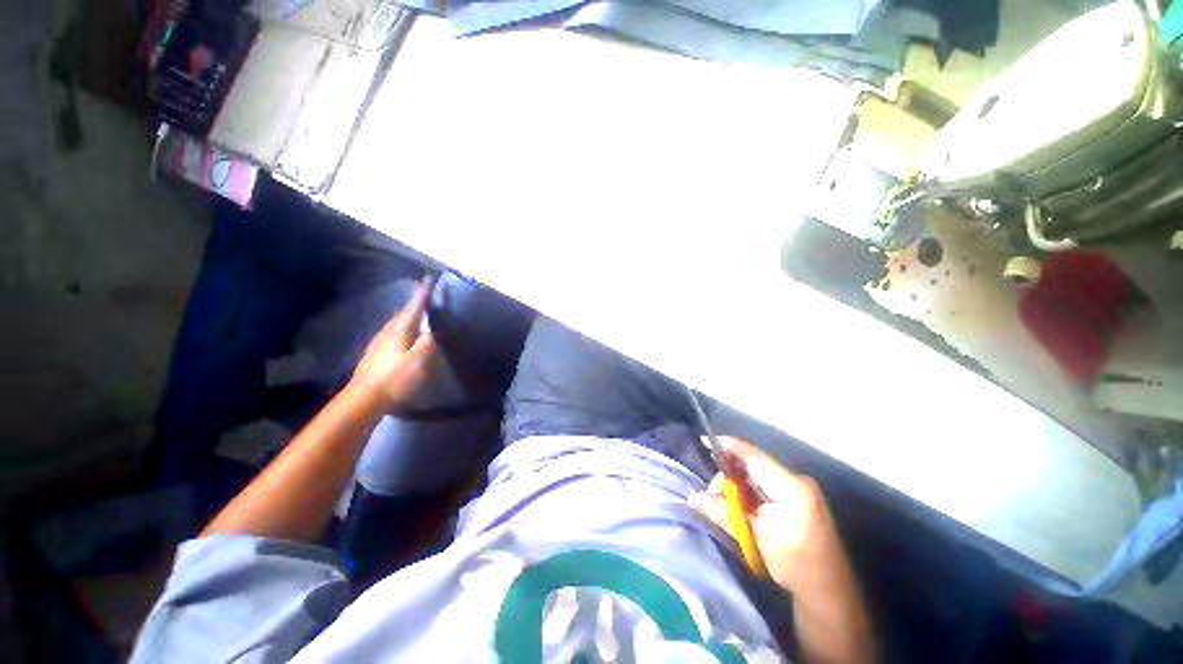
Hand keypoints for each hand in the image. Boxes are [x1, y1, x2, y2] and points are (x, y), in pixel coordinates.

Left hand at [350, 278, 438, 410]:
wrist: (364, 399)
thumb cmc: (396, 378)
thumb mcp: (420, 359)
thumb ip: (430, 341)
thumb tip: (435, 328)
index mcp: (400, 330)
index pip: (414, 307)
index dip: (423, 295)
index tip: (429, 281)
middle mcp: (387, 332)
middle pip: (403, 314)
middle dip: (415, 305)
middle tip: (427, 297)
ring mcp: (378, 343)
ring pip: (396, 324)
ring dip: (408, 317)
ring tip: (419, 315)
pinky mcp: (375, 354)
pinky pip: (392, 334)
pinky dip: (402, 330)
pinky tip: (404, 337)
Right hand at [689, 437, 847, 594]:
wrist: (829, 595)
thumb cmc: (795, 565)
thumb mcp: (755, 537)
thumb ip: (723, 512)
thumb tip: (692, 497)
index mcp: (790, 486)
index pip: (752, 455)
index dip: (727, 446)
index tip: (703, 440)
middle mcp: (796, 480)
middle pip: (752, 465)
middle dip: (728, 475)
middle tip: (712, 496)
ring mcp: (799, 489)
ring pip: (757, 476)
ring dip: (737, 486)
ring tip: (724, 505)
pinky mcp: (797, 499)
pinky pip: (765, 486)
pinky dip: (748, 493)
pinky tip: (739, 506)